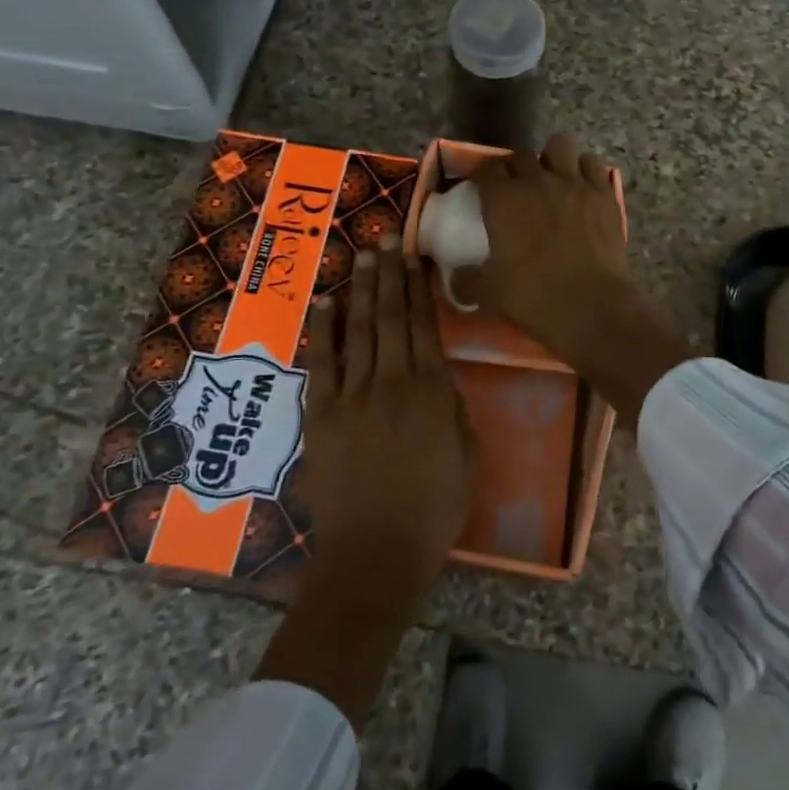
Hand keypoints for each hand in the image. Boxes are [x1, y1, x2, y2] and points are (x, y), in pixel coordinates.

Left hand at [300, 238, 476, 593]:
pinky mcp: (322, 414)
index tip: (414, 257)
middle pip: (391, 316)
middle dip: (389, 274)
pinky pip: (323, 362)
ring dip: (361, 289)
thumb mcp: (466, 454)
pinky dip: (323, 329)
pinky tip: (324, 301)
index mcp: (432, 389)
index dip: (419, 287)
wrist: (377, 551)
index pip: (425, 325)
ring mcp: (354, 394)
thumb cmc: (434, 508)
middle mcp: (393, 380)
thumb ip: (452, 407)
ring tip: (362, 255)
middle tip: (385, 239)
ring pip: (360, 329)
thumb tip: (439, 375)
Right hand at [462, 134, 631, 368]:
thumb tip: (457, 277)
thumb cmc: (533, 298)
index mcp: (503, 200)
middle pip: (521, 155)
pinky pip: (592, 164)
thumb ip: (468, 279)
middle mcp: (537, 181)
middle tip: (517, 189)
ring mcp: (574, 183)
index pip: (487, 169)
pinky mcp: (604, 193)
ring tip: (553, 177)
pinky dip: (584, 170)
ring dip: (553, 158)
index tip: (483, 188)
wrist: (591, 308)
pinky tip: (582, 187)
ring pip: (559, 145)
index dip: (483, 176)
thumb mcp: (489, 293)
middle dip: (516, 168)